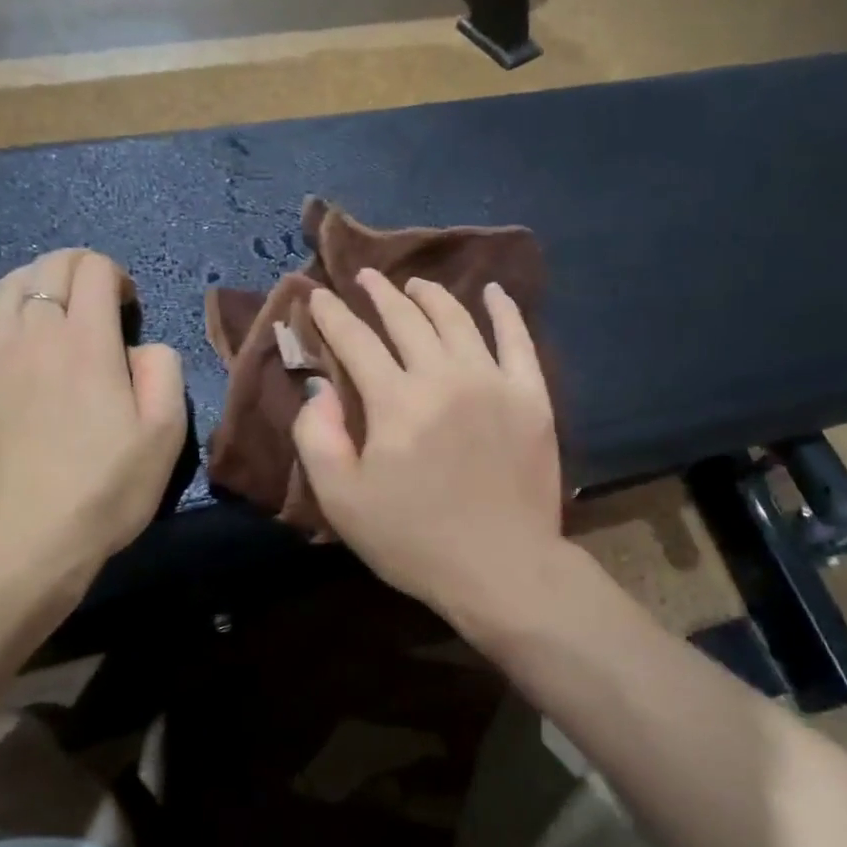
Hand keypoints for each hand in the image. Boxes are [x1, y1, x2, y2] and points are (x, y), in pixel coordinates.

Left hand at [0, 250, 185, 606]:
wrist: (12, 548)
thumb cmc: (101, 491)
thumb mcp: (165, 435)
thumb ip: (163, 370)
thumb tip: (140, 348)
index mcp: (85, 341)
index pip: (93, 268)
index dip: (116, 276)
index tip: (127, 308)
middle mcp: (28, 333)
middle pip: (47, 267)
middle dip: (78, 272)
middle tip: (95, 308)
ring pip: (5, 289)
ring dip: (36, 289)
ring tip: (52, 322)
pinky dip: (1, 319)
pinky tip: (13, 352)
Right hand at [293, 270, 563, 630]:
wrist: (501, 568)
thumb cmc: (414, 540)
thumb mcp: (342, 500)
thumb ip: (317, 437)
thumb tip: (320, 388)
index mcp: (395, 401)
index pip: (355, 340)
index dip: (330, 314)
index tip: (314, 293)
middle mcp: (443, 376)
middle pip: (406, 319)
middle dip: (379, 294)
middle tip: (364, 278)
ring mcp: (493, 381)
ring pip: (457, 319)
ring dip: (431, 295)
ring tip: (415, 284)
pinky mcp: (531, 396)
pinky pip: (518, 339)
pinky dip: (504, 310)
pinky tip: (493, 291)